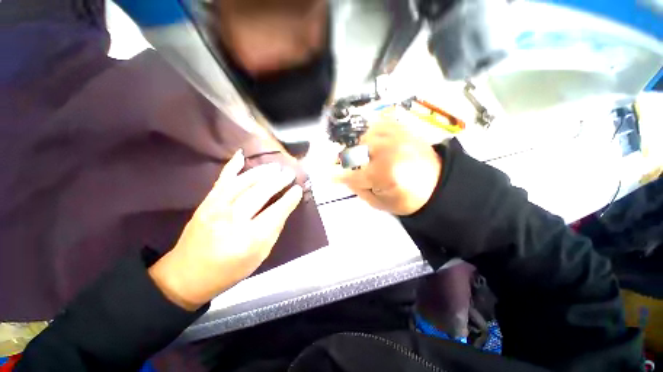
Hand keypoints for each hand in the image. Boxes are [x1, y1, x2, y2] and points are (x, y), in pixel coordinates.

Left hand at [149, 150, 302, 309]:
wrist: (186, 276)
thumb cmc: (229, 270)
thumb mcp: (259, 257)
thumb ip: (273, 230)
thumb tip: (284, 208)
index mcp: (249, 240)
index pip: (275, 213)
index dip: (289, 200)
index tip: (298, 189)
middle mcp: (231, 221)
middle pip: (259, 194)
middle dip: (277, 181)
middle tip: (289, 173)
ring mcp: (215, 209)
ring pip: (242, 183)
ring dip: (261, 173)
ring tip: (275, 167)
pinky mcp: (205, 203)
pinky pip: (221, 180)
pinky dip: (231, 167)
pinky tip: (241, 155)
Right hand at [336, 115, 441, 215]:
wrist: (439, 185)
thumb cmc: (408, 199)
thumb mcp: (380, 203)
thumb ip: (360, 189)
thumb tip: (345, 177)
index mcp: (384, 173)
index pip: (352, 175)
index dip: (337, 176)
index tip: (329, 176)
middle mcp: (388, 151)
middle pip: (356, 151)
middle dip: (345, 160)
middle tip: (343, 165)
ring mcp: (397, 137)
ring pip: (365, 136)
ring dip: (359, 147)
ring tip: (361, 155)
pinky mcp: (404, 130)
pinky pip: (381, 124)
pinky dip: (372, 132)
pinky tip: (372, 141)